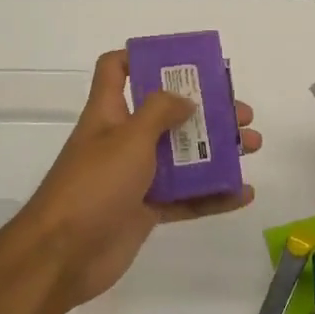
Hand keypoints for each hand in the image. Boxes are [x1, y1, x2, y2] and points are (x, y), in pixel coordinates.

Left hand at [16, 49, 260, 306]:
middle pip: (167, 113)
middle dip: (205, 109)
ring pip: (182, 156)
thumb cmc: (93, 185)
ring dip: (218, 150)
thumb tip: (185, 99)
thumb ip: (160, 111)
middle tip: (240, 113)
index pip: (116, 69)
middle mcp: (123, 140)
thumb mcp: (128, 137)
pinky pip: (186, 198)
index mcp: (110, 112)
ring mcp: (135, 177)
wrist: (62, 256)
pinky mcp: (146, 211)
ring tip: (252, 145)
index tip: (181, 61)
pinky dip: (214, 195)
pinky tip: (243, 193)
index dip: (141, 57)